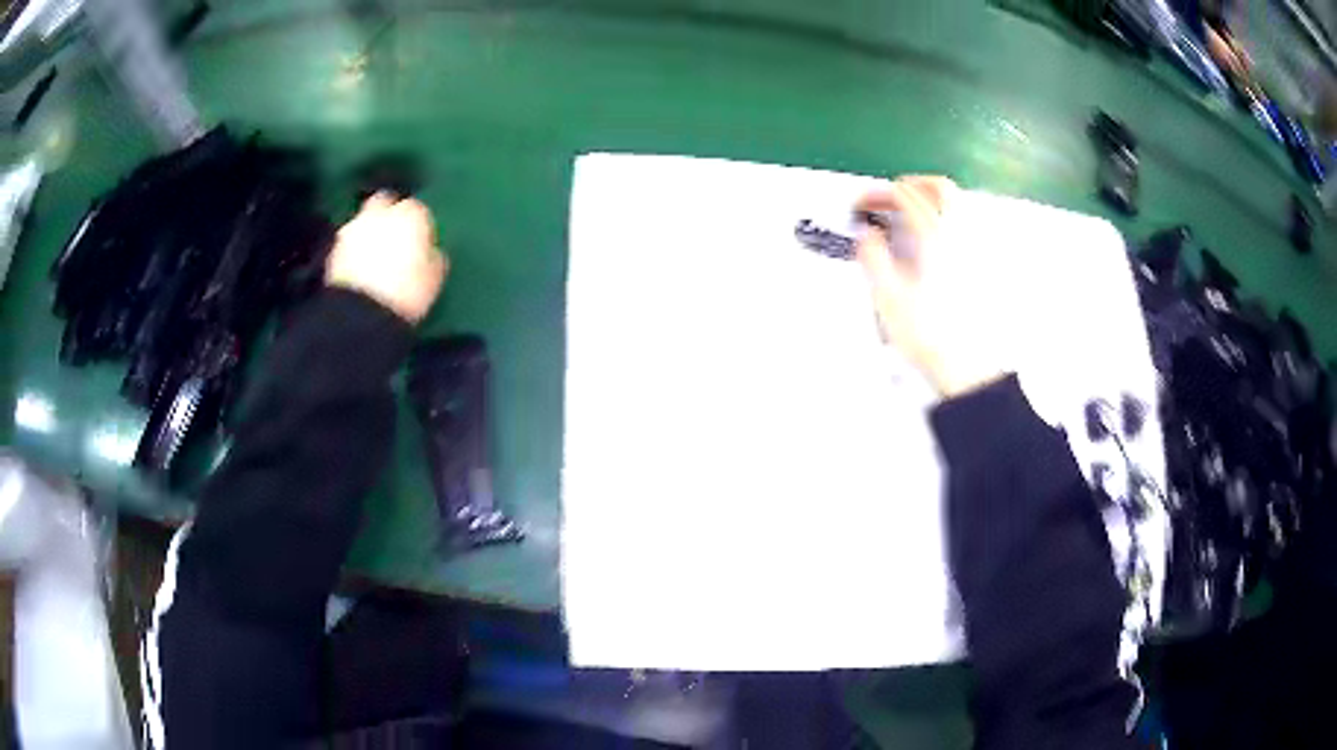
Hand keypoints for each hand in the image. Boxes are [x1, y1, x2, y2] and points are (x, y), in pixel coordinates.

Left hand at [326, 192, 447, 323]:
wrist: (362, 315)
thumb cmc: (408, 294)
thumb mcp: (434, 279)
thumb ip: (433, 258)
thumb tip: (431, 254)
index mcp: (411, 214)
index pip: (418, 210)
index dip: (419, 227)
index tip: (421, 244)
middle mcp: (379, 213)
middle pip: (384, 203)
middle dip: (388, 216)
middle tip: (393, 240)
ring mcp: (353, 229)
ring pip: (363, 223)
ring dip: (368, 234)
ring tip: (374, 260)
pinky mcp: (333, 250)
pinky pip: (348, 245)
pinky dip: (353, 252)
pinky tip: (359, 272)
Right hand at [854, 176, 1003, 398]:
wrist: (964, 365)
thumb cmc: (929, 334)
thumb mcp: (888, 295)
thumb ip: (873, 256)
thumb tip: (867, 235)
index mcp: (934, 237)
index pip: (904, 196)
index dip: (878, 194)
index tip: (862, 204)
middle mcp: (958, 236)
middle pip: (938, 188)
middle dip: (910, 184)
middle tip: (889, 194)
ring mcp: (974, 249)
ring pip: (957, 204)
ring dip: (931, 196)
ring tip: (912, 208)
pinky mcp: (980, 265)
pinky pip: (966, 225)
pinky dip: (947, 217)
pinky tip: (936, 235)